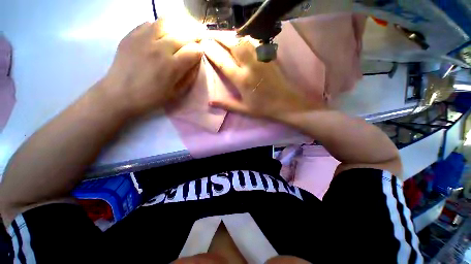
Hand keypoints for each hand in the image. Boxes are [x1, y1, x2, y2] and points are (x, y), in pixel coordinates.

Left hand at [99, 20, 202, 115]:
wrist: (119, 94)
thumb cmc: (152, 97)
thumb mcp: (176, 93)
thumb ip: (189, 77)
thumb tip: (196, 63)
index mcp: (172, 66)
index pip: (194, 50)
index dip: (199, 51)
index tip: (198, 55)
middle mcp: (159, 48)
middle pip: (183, 34)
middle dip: (192, 38)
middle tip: (190, 45)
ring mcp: (143, 38)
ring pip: (166, 22)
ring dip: (175, 29)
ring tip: (175, 37)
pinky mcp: (131, 35)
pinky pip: (149, 23)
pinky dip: (158, 28)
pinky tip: (158, 38)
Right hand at [203, 38, 323, 119]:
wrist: (285, 103)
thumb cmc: (263, 108)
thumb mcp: (244, 109)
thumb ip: (227, 104)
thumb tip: (210, 102)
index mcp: (242, 80)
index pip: (223, 62)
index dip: (212, 51)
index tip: (203, 45)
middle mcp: (250, 66)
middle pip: (233, 45)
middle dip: (219, 38)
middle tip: (210, 35)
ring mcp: (261, 59)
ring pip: (244, 40)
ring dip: (231, 36)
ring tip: (223, 37)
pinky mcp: (269, 57)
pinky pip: (255, 42)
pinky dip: (245, 38)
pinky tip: (240, 39)